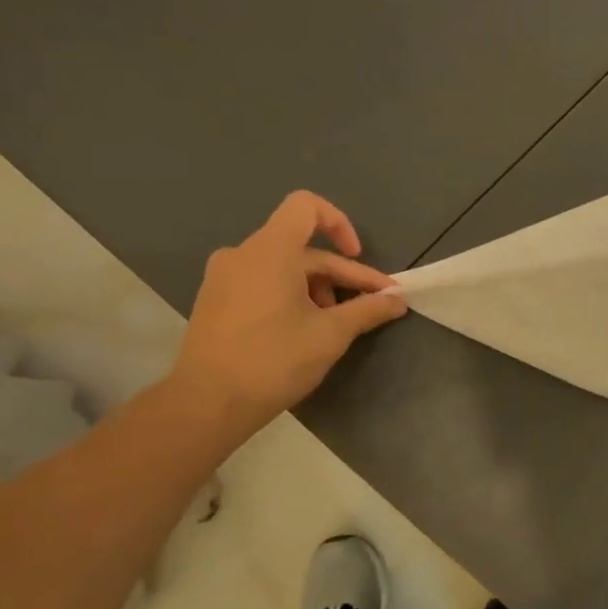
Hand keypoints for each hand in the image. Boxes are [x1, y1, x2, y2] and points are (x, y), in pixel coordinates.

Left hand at [169, 191, 406, 439]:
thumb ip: (369, 310)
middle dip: (343, 275)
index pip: (306, 206)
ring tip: (336, 323)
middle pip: (303, 247)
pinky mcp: (217, 300)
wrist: (209, 401)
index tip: (358, 257)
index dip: (340, 223)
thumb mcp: (332, 334)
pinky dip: (292, 295)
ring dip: (319, 288)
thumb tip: (398, 300)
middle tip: (373, 306)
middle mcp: (243, 254)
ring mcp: (225, 277)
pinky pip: (263, 282)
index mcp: (270, 251)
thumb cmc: (275, 359)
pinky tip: (306, 329)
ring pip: (285, 267)